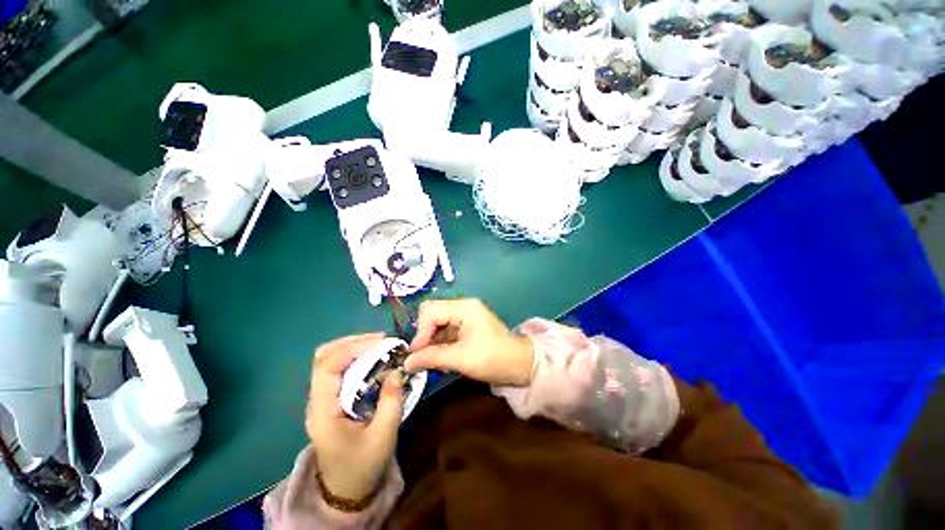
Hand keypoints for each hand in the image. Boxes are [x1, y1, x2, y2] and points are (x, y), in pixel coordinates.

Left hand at [306, 334, 403, 500]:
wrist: (346, 490)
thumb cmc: (363, 466)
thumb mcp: (384, 435)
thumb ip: (392, 401)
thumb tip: (397, 370)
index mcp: (323, 411)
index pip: (328, 366)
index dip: (353, 348)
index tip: (381, 342)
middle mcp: (317, 400)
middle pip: (324, 357)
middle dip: (353, 342)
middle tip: (382, 339)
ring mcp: (322, 399)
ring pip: (330, 360)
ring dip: (354, 347)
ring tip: (380, 344)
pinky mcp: (331, 399)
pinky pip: (339, 369)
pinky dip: (356, 357)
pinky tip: (373, 358)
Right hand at [405, 299, 534, 385]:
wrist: (519, 364)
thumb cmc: (493, 359)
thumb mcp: (461, 359)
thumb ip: (432, 357)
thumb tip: (406, 363)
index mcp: (464, 307)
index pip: (430, 311)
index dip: (421, 332)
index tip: (417, 355)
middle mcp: (463, 305)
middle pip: (432, 313)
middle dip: (425, 334)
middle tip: (423, 356)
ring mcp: (465, 313)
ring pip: (437, 321)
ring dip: (431, 340)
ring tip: (432, 359)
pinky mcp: (466, 323)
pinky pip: (445, 328)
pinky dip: (440, 341)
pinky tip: (441, 356)